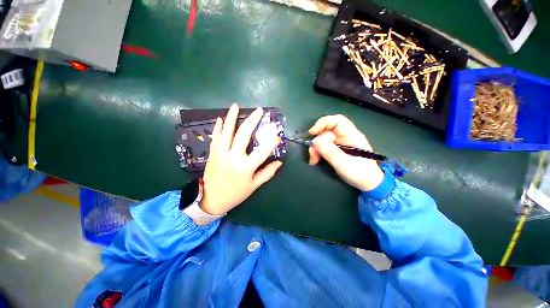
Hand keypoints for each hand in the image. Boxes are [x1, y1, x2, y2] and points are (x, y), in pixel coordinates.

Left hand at [200, 104, 282, 215]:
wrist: (211, 199)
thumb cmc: (236, 193)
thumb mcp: (254, 185)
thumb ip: (267, 173)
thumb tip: (279, 162)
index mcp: (246, 167)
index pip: (262, 151)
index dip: (271, 141)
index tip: (277, 133)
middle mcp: (233, 158)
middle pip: (243, 135)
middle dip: (252, 121)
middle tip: (259, 111)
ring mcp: (221, 154)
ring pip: (227, 132)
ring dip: (231, 118)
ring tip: (236, 106)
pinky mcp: (212, 154)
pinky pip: (215, 138)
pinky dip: (218, 128)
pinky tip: (221, 118)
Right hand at [308, 115, 383, 191]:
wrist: (369, 184)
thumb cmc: (360, 173)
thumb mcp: (344, 163)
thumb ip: (330, 151)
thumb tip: (315, 140)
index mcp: (352, 135)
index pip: (337, 121)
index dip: (323, 123)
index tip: (312, 133)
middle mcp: (346, 137)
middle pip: (327, 132)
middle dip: (317, 143)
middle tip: (313, 156)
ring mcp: (341, 143)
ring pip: (323, 140)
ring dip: (316, 149)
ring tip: (314, 161)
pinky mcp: (337, 150)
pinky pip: (324, 147)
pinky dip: (318, 152)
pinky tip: (316, 160)